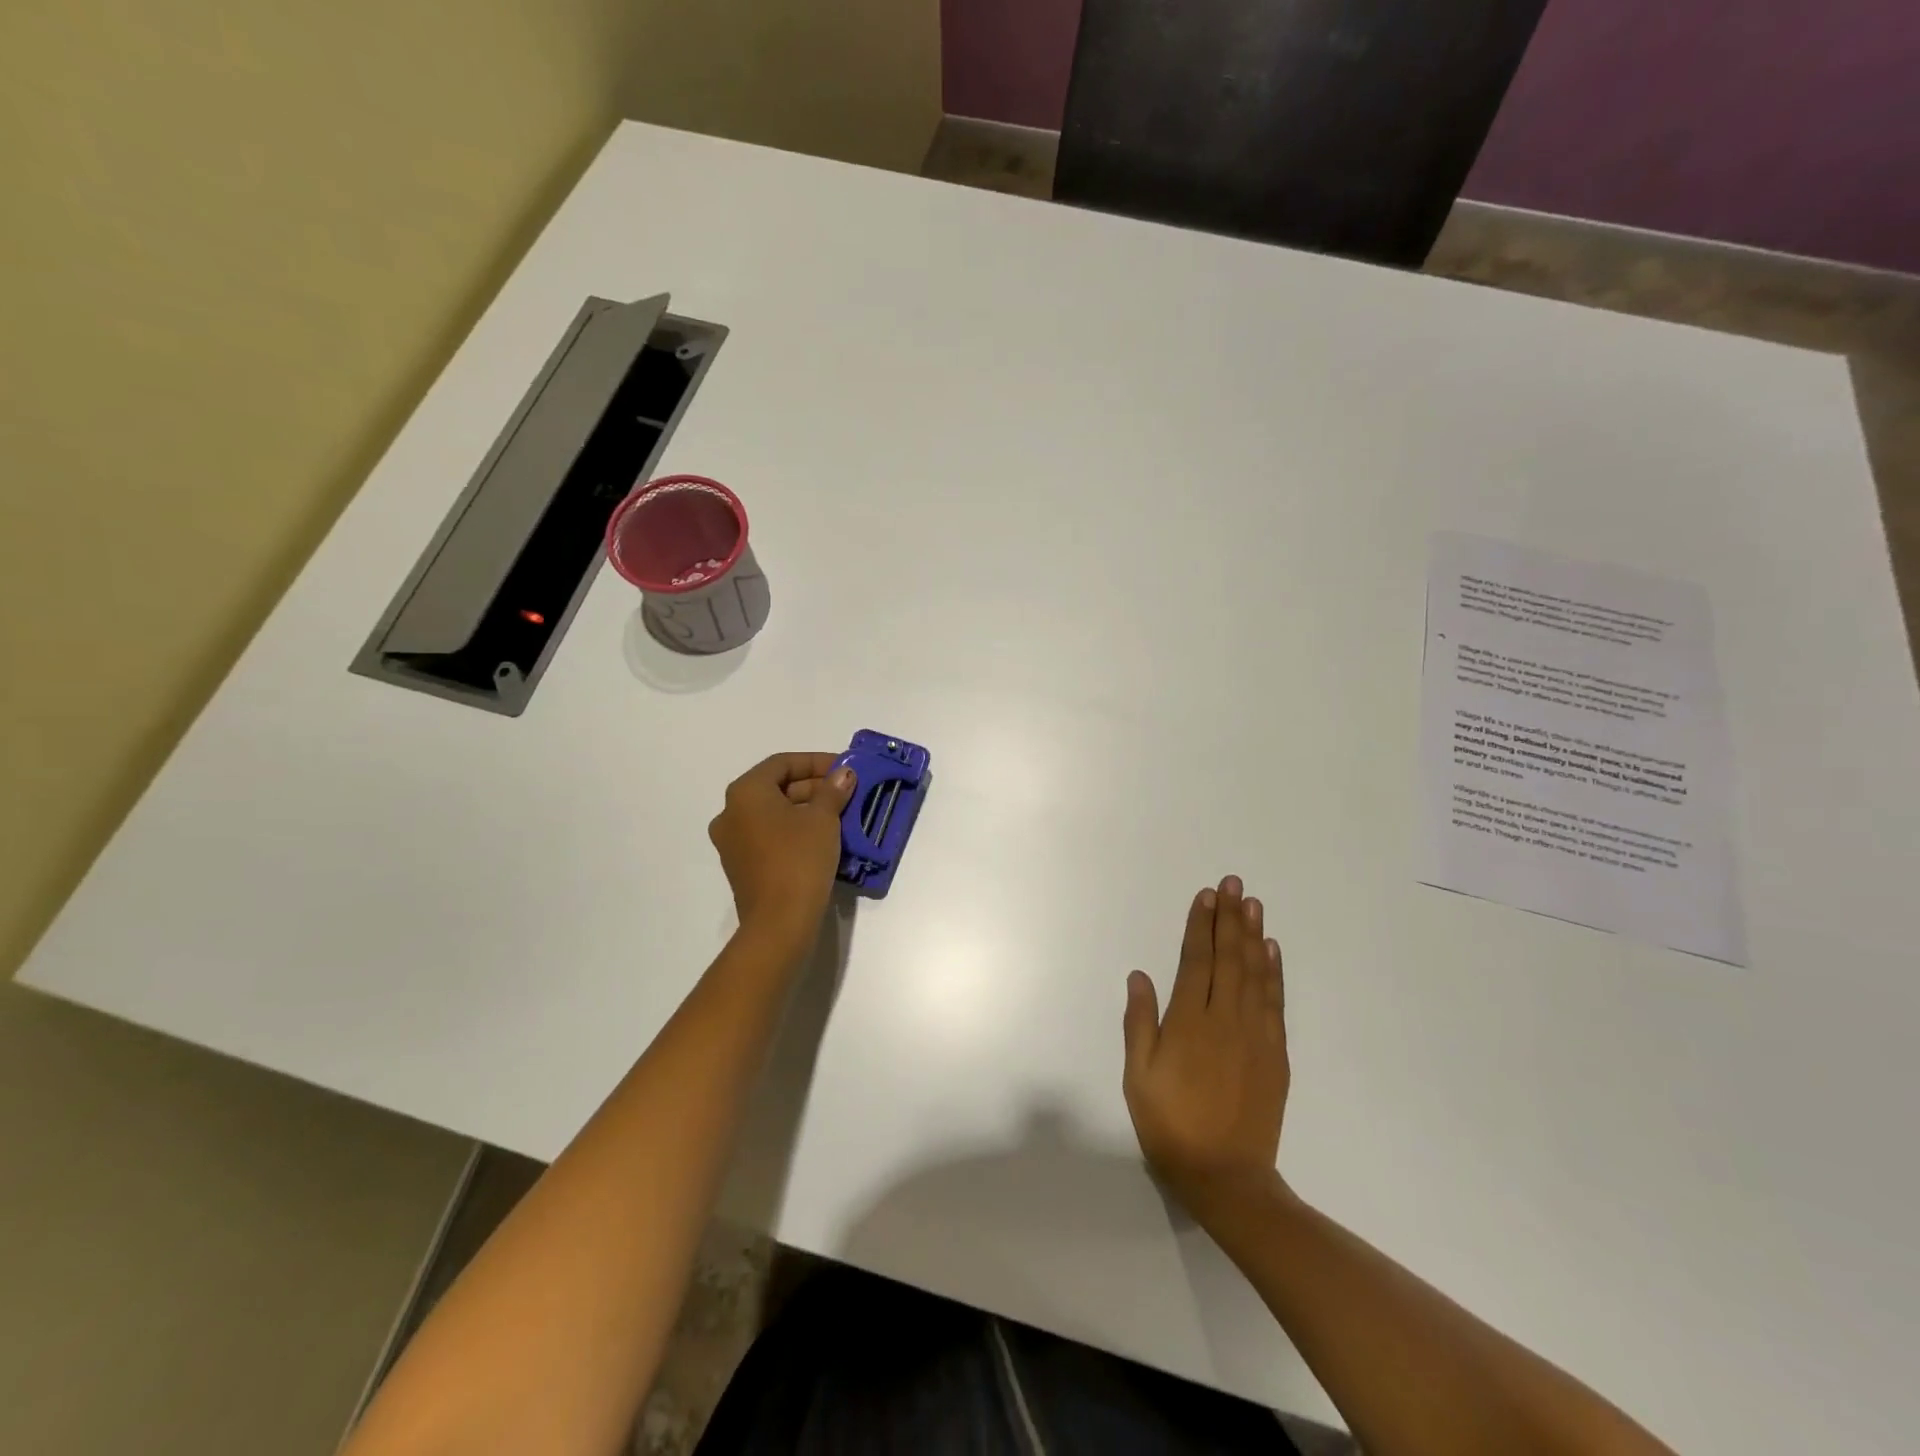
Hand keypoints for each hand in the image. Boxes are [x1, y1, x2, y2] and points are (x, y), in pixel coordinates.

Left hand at [708, 753, 856, 941]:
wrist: (779, 923)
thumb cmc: (799, 859)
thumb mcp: (823, 819)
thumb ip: (833, 790)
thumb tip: (843, 774)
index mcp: (745, 793)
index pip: (783, 763)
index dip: (817, 761)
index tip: (845, 768)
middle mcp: (731, 812)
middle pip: (777, 787)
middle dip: (814, 786)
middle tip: (847, 792)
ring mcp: (733, 841)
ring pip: (774, 813)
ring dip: (807, 808)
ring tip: (842, 814)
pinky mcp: (742, 866)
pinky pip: (770, 835)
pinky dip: (795, 829)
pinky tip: (824, 837)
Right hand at [1122, 875, 1289, 1216]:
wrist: (1226, 1177)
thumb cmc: (1171, 1124)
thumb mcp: (1138, 1076)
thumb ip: (1140, 1023)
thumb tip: (1140, 975)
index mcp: (1189, 1022)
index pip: (1196, 961)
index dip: (1200, 926)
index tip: (1206, 895)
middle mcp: (1225, 1020)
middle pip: (1228, 958)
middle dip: (1229, 918)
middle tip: (1233, 883)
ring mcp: (1255, 1036)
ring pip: (1254, 974)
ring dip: (1252, 936)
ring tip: (1253, 904)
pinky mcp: (1275, 1054)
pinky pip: (1275, 1003)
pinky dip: (1273, 973)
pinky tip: (1271, 951)